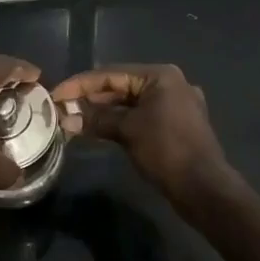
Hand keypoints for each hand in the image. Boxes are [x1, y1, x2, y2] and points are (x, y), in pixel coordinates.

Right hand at [51, 63, 231, 202]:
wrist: (203, 186)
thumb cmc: (166, 150)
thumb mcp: (128, 131)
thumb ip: (96, 120)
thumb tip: (66, 119)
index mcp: (161, 76)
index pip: (112, 73)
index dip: (81, 84)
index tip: (56, 94)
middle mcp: (171, 83)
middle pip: (122, 85)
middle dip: (92, 97)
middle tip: (63, 108)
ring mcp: (176, 104)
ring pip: (132, 102)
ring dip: (105, 110)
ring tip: (76, 118)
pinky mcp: (177, 124)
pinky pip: (142, 115)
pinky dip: (121, 120)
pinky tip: (101, 129)